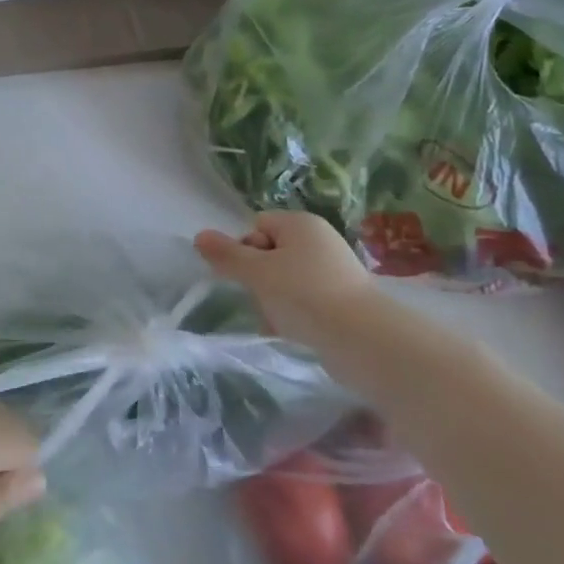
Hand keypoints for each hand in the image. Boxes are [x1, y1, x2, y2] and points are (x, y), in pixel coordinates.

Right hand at [194, 211, 375, 344]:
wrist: (364, 340)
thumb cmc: (305, 295)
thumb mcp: (257, 272)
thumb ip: (226, 255)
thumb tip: (199, 236)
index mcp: (301, 224)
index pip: (257, 225)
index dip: (245, 248)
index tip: (249, 273)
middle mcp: (319, 241)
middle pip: (270, 252)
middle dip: (258, 278)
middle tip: (262, 299)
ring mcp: (334, 271)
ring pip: (285, 280)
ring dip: (273, 300)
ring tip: (277, 321)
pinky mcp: (343, 301)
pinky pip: (305, 301)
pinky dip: (294, 315)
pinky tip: (291, 333)